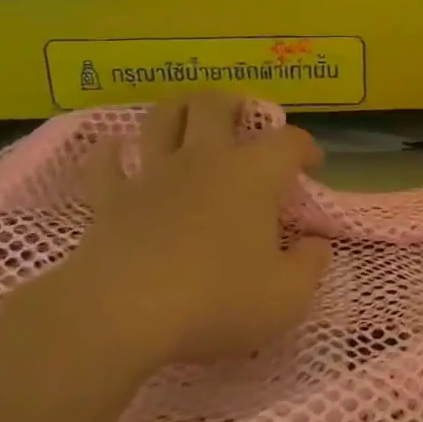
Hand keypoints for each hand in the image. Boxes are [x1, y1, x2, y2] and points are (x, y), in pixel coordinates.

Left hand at [62, 92, 332, 362]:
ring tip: (188, 120)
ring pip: (162, 117)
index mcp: (252, 175)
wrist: (122, 316)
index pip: (288, 142)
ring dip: (178, 111)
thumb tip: (316, 245)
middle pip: (215, 106)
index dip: (305, 147)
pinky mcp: (109, 199)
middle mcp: (203, 160)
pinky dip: (112, 152)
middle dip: (234, 104)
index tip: (312, 165)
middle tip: (243, 120)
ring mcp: (152, 175)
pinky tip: (117, 152)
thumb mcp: (287, 297)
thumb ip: (310, 266)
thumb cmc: (216, 303)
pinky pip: (106, 162)